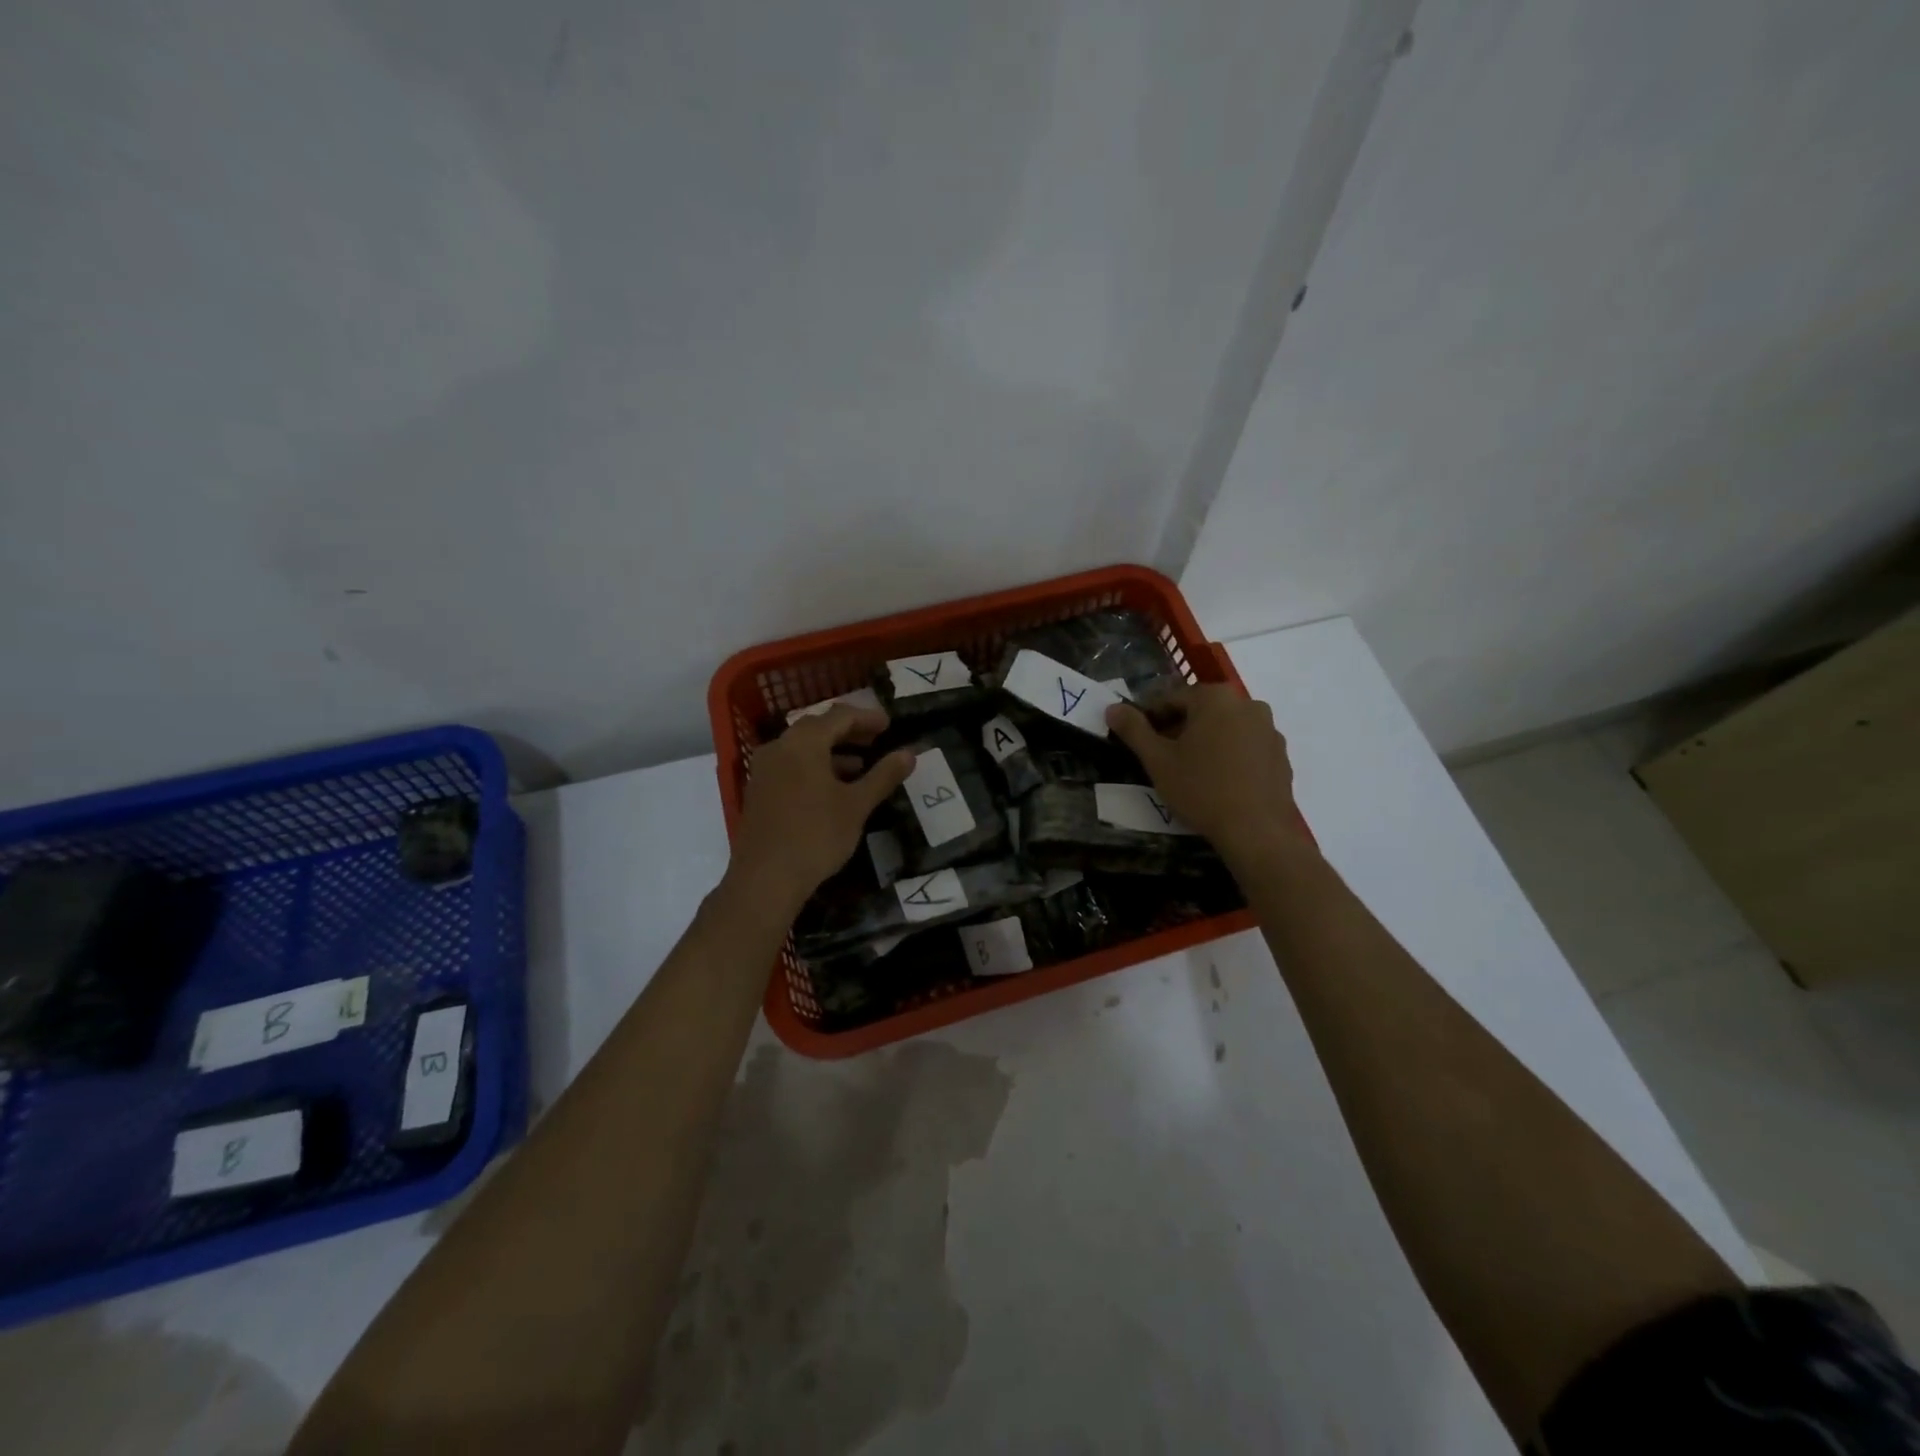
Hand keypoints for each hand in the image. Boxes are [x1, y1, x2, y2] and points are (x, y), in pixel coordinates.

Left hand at [728, 705, 914, 910]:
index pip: (839, 716)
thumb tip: (909, 753)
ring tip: (859, 767)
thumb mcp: (857, 805)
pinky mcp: (758, 791)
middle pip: (817, 728)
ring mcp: (764, 770)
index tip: (889, 725)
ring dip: (831, 751)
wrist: (765, 878)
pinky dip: (814, 767)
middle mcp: (779, 748)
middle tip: (875, 740)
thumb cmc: (816, 835)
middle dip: (848, 732)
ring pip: (802, 748)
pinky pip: (790, 766)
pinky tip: (832, 789)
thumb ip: (883, 776)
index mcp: (803, 743)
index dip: (867, 718)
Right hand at [1106, 686, 1301, 863]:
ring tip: (1190, 771)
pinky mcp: (1281, 754)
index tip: (1137, 739)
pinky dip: (1229, 754)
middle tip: (1161, 757)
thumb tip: (1113, 708)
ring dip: (1205, 741)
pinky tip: (1218, 781)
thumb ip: (1134, 730)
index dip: (1149, 717)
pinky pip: (1246, 745)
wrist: (1256, 831)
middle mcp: (1247, 703)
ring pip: (1225, 727)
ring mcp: (1269, 729)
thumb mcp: (1158, 760)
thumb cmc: (1201, 789)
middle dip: (1178, 728)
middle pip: (1201, 710)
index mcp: (1215, 698)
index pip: (1171, 698)